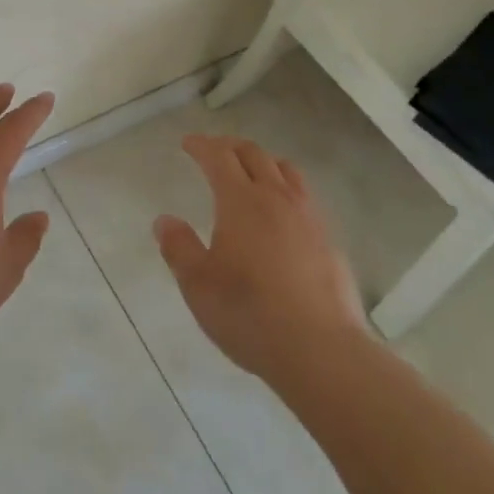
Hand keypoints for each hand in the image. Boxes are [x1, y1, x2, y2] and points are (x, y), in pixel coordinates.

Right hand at [154, 135, 367, 382]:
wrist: (321, 350)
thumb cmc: (249, 313)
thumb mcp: (198, 285)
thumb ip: (178, 247)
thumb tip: (164, 221)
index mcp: (240, 200)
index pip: (218, 156)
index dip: (201, 145)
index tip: (188, 143)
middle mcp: (276, 197)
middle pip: (253, 154)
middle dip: (230, 146)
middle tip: (215, 150)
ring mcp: (308, 216)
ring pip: (286, 170)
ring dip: (263, 162)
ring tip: (252, 172)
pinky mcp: (329, 240)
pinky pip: (305, 197)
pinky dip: (287, 189)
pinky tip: (282, 213)